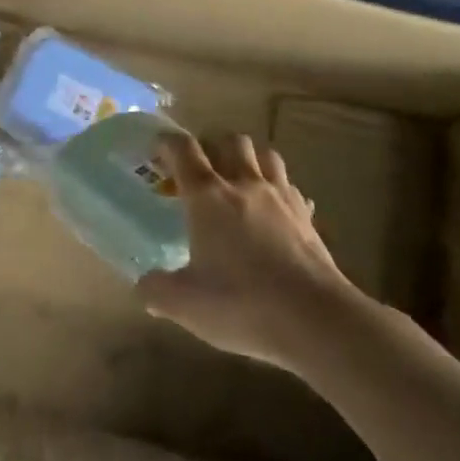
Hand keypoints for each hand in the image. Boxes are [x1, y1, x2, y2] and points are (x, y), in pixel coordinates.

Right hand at [136, 133, 358, 369]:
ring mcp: (280, 197)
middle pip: (230, 141)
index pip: (183, 150)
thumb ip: (157, 290)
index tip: (158, 148)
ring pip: (266, 155)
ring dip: (250, 159)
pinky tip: (275, 211)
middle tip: (201, 168)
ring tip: (240, 179)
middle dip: (213, 145)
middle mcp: (244, 184)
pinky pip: (291, 187)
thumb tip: (143, 285)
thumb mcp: (186, 304)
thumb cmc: (242, 304)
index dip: (167, 142)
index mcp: (207, 196)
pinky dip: (279, 190)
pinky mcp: (307, 216)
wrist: (315, 319)